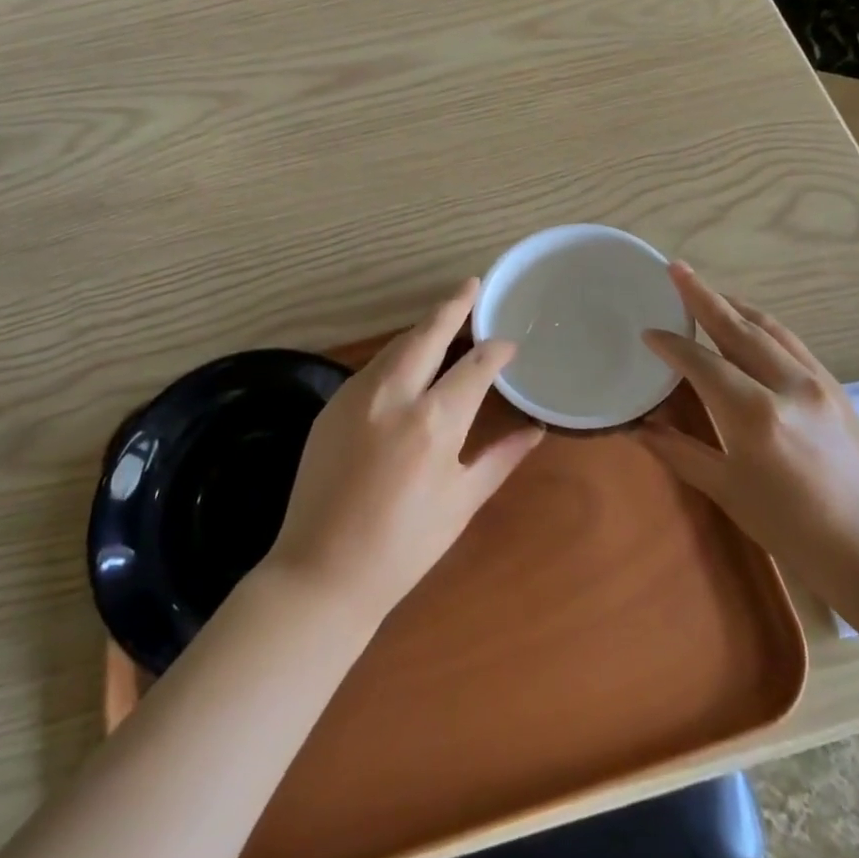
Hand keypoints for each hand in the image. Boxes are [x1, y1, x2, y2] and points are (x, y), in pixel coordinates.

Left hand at [265, 279, 543, 623]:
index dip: (496, 350)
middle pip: (428, 334)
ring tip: (444, 319)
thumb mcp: (461, 502)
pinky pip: (372, 368)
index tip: (508, 344)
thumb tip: (535, 429)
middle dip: (453, 306)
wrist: (322, 571)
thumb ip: (500, 457)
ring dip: (422, 329)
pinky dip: (396, 356)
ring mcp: (356, 396)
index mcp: (434, 422)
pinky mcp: (331, 406)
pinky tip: (407, 361)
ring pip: (396, 346)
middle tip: (471, 285)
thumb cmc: (404, 546)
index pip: (475, 366)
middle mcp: (394, 396)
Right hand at [637, 263, 858, 609]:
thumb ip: (680, 452)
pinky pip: (793, 343)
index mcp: (755, 415)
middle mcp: (788, 385)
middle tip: (675, 269)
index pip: (702, 363)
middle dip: (702, 296)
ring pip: (769, 328)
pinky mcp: (837, 388)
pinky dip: (764, 326)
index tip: (648, 332)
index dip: (672, 344)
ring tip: (707, 292)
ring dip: (734, 306)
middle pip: (737, 328)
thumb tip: (638, 427)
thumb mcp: (728, 492)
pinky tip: (751, 325)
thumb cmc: (793, 531)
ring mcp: (818, 383)